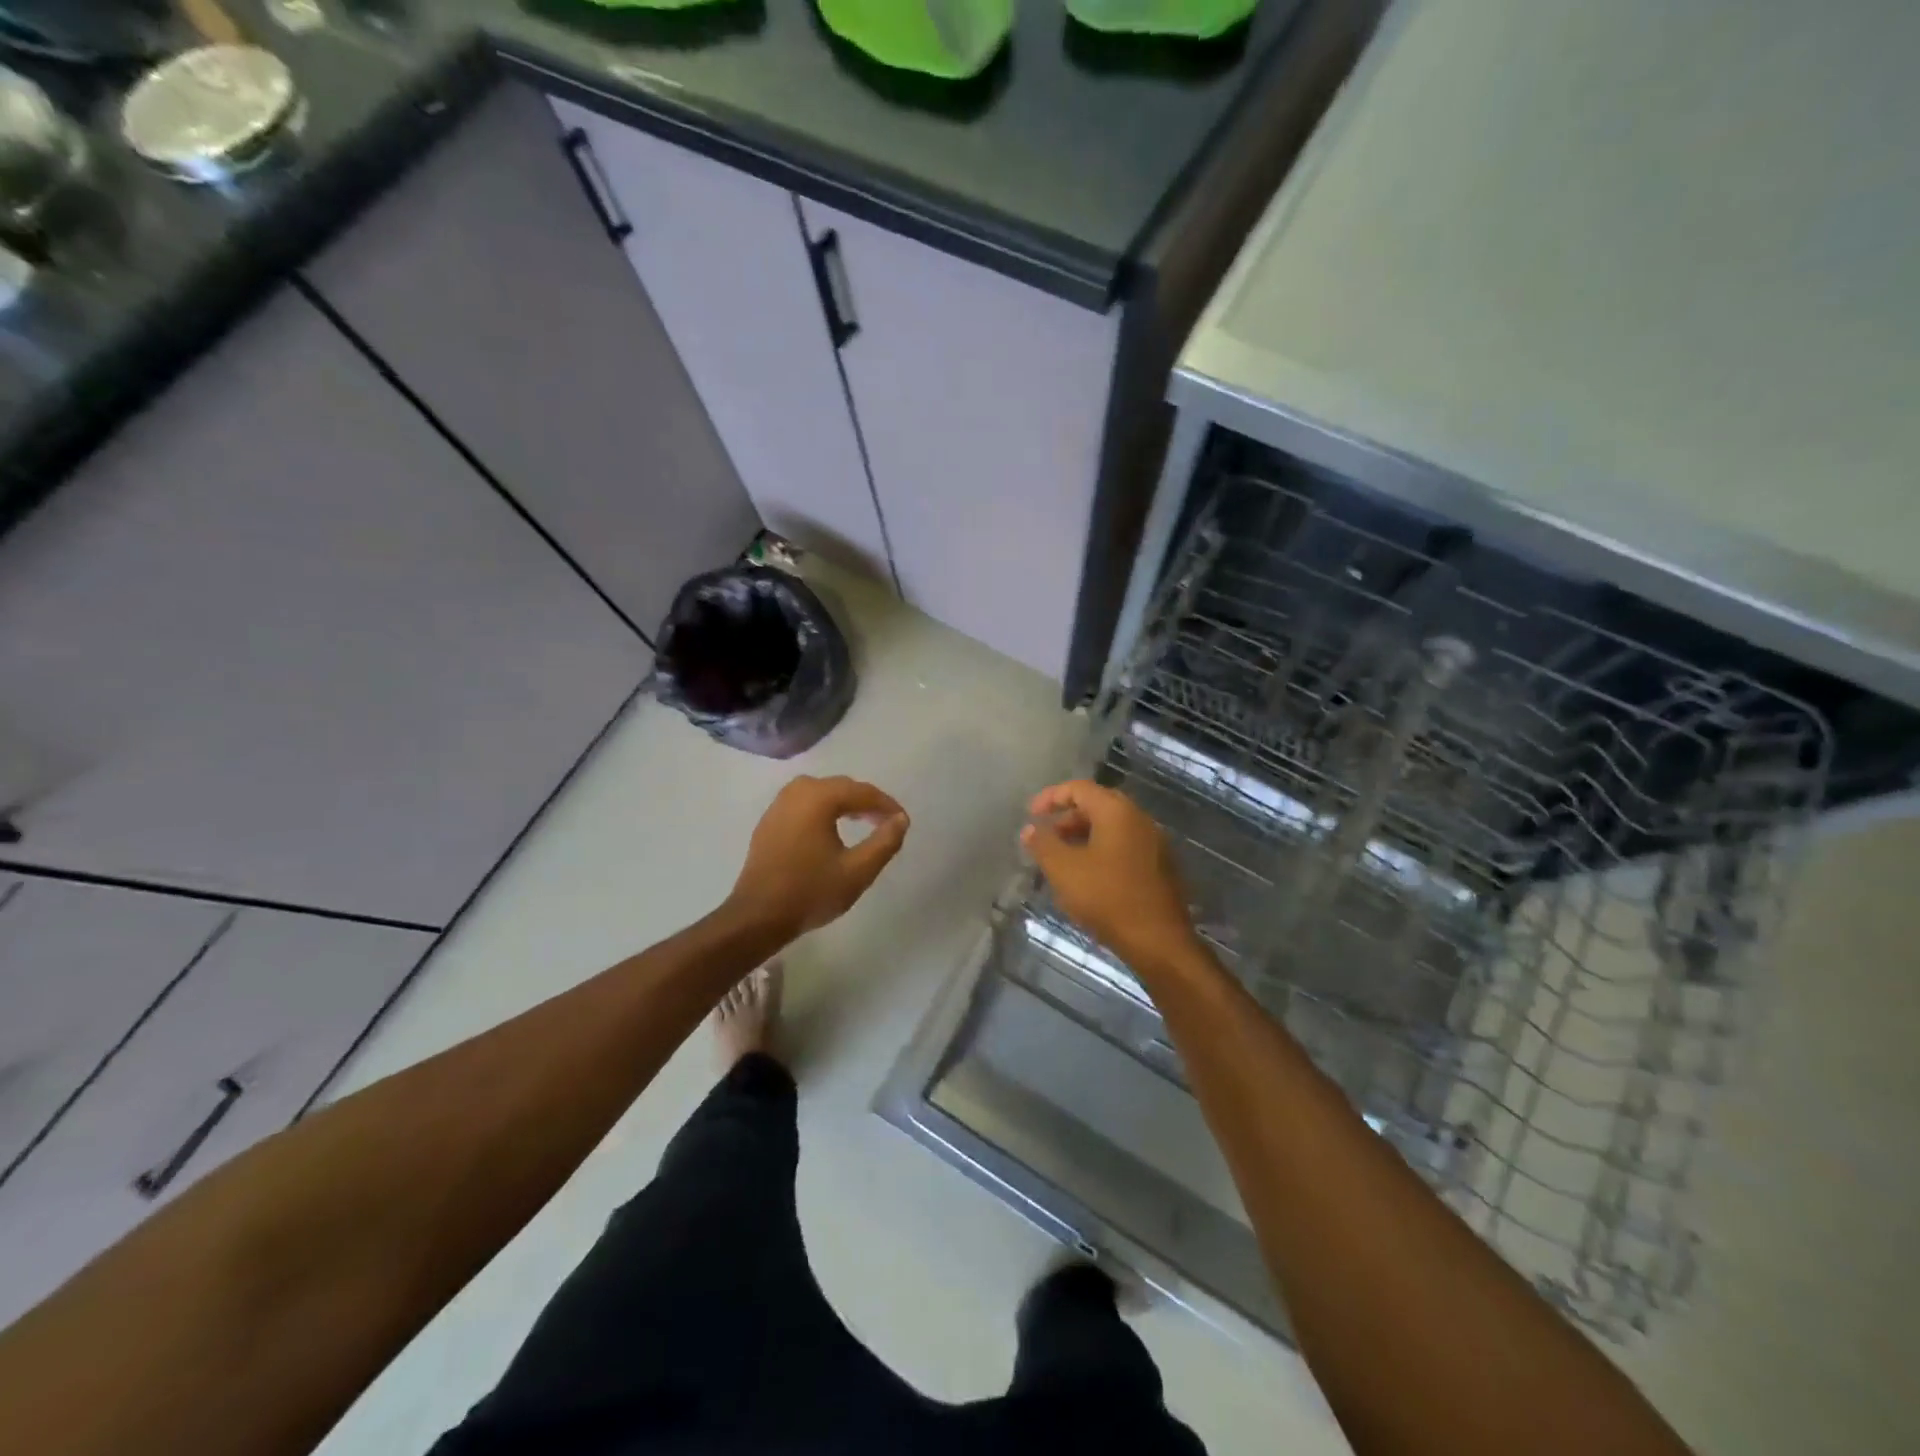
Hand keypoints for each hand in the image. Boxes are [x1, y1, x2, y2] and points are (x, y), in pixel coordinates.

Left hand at [727, 775, 909, 938]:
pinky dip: (824, 810)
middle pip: (842, 787)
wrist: (758, 916)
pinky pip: (805, 804)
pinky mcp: (770, 820)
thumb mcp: (858, 871)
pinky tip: (832, 830)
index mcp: (819, 797)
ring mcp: (779, 804)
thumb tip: (900, 820)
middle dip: (867, 802)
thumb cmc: (811, 892)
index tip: (903, 822)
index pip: (863, 792)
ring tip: (864, 823)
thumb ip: (885, 842)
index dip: (887, 805)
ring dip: (845, 804)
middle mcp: (797, 791)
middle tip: (886, 822)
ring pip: (822, 793)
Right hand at [1021, 780, 1199, 970]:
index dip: (1051, 797)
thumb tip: (1031, 828)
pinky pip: (1124, 847)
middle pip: (1097, 806)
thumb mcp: (1064, 870)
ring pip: (1111, 828)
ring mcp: (1154, 843)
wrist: (1159, 941)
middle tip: (1046, 838)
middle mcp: (1139, 819)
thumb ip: (1043, 844)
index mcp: (1117, 812)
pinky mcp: (1160, 867)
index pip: (1079, 788)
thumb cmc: (1107, 898)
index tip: (1031, 814)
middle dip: (1066, 818)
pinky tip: (1087, 878)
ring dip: (1083, 837)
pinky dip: (1100, 851)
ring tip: (1061, 861)